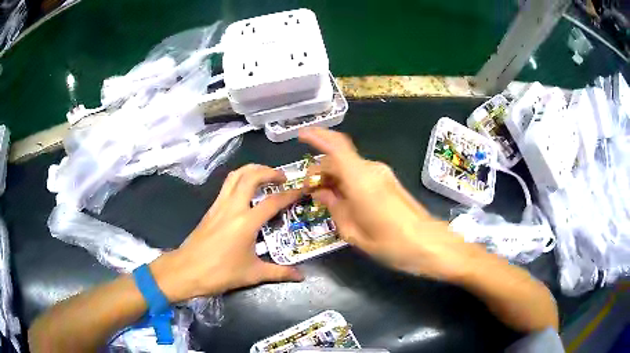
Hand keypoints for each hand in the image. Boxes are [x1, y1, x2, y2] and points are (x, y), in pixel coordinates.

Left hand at [150, 164, 303, 301]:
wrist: (186, 271)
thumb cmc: (220, 273)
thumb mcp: (253, 274)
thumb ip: (279, 272)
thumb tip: (301, 276)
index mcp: (246, 222)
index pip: (273, 202)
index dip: (290, 194)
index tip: (303, 188)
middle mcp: (233, 207)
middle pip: (251, 176)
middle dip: (269, 171)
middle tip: (282, 177)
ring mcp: (219, 205)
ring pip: (235, 176)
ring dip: (252, 170)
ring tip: (264, 175)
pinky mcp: (210, 209)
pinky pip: (227, 185)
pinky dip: (239, 179)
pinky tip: (245, 190)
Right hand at [299, 128, 469, 280]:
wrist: (428, 243)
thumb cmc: (391, 243)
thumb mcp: (353, 232)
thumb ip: (334, 207)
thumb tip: (322, 192)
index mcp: (360, 179)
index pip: (336, 146)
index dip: (317, 136)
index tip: (301, 136)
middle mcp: (371, 170)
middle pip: (339, 158)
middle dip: (321, 168)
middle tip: (310, 189)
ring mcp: (383, 174)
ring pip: (350, 166)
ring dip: (334, 175)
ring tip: (324, 196)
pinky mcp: (389, 181)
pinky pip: (361, 174)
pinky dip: (347, 180)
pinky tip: (343, 198)